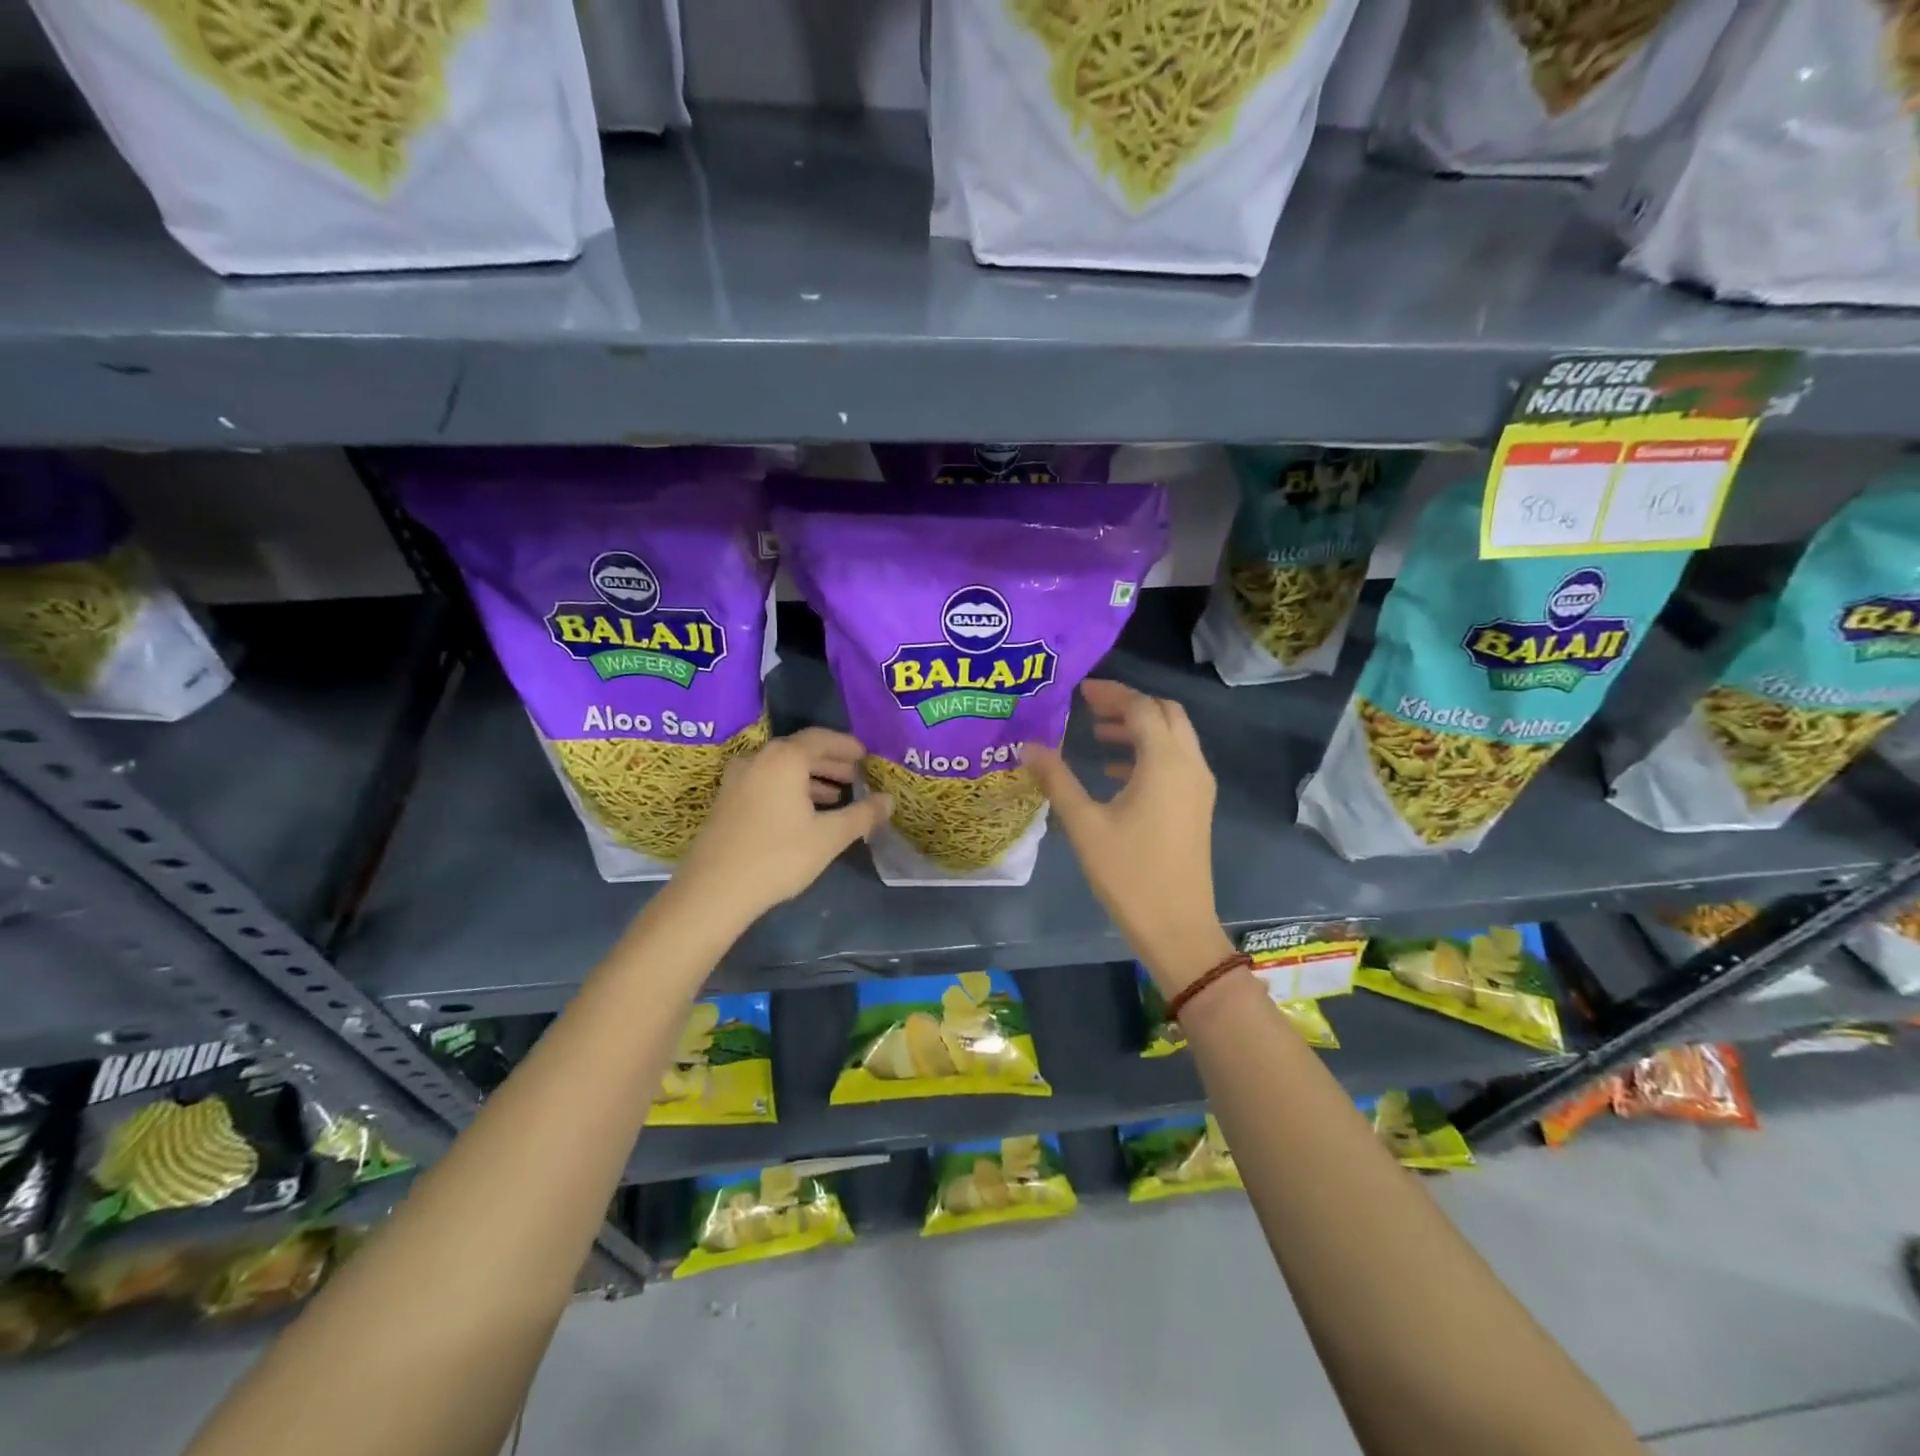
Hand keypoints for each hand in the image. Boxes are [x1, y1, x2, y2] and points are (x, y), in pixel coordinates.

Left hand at [674, 728, 892, 926]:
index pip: (821, 738)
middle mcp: (758, 759)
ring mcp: (737, 778)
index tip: (866, 756)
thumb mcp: (829, 837)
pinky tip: (804, 811)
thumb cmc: (778, 857)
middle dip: (830, 762)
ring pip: (782, 768)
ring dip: (810, 777)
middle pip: (800, 750)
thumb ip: (862, 815)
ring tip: (835, 795)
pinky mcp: (726, 800)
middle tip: (855, 776)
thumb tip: (889, 801)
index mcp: (784, 758)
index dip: (846, 746)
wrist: (713, 891)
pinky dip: (790, 788)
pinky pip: (766, 781)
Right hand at [1021, 681, 1232, 994]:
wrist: (1177, 926)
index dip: (1110, 693)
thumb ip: (1057, 779)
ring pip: (1174, 736)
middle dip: (1129, 704)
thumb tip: (1028, 746)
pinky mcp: (1197, 805)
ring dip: (1140, 727)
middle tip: (1090, 706)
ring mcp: (1199, 786)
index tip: (1078, 690)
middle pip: (1165, 713)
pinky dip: (1149, 752)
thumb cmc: (1129, 874)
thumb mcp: (1084, 824)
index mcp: (1165, 763)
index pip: (1140, 708)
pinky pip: (1176, 761)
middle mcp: (1189, 765)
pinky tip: (1115, 771)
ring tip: (1098, 734)